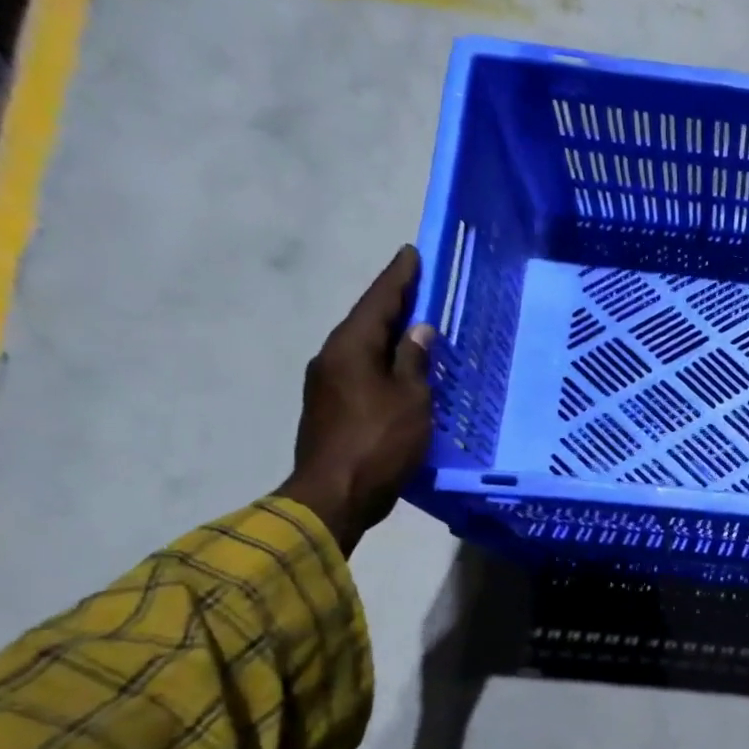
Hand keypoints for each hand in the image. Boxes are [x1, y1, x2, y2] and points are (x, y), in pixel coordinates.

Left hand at [276, 245, 434, 554]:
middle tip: (421, 288)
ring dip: (389, 337)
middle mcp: (333, 358)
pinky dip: (384, 363)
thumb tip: (417, 330)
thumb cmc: (379, 442)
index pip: (379, 301)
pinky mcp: (331, 408)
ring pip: (364, 348)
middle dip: (394, 304)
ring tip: (416, 330)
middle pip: (368, 322)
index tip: (411, 253)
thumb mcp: (410, 399)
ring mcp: (327, 384)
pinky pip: (362, 372)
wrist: (334, 495)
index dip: (399, 277)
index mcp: (350, 347)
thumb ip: (414, 361)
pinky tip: (401, 371)